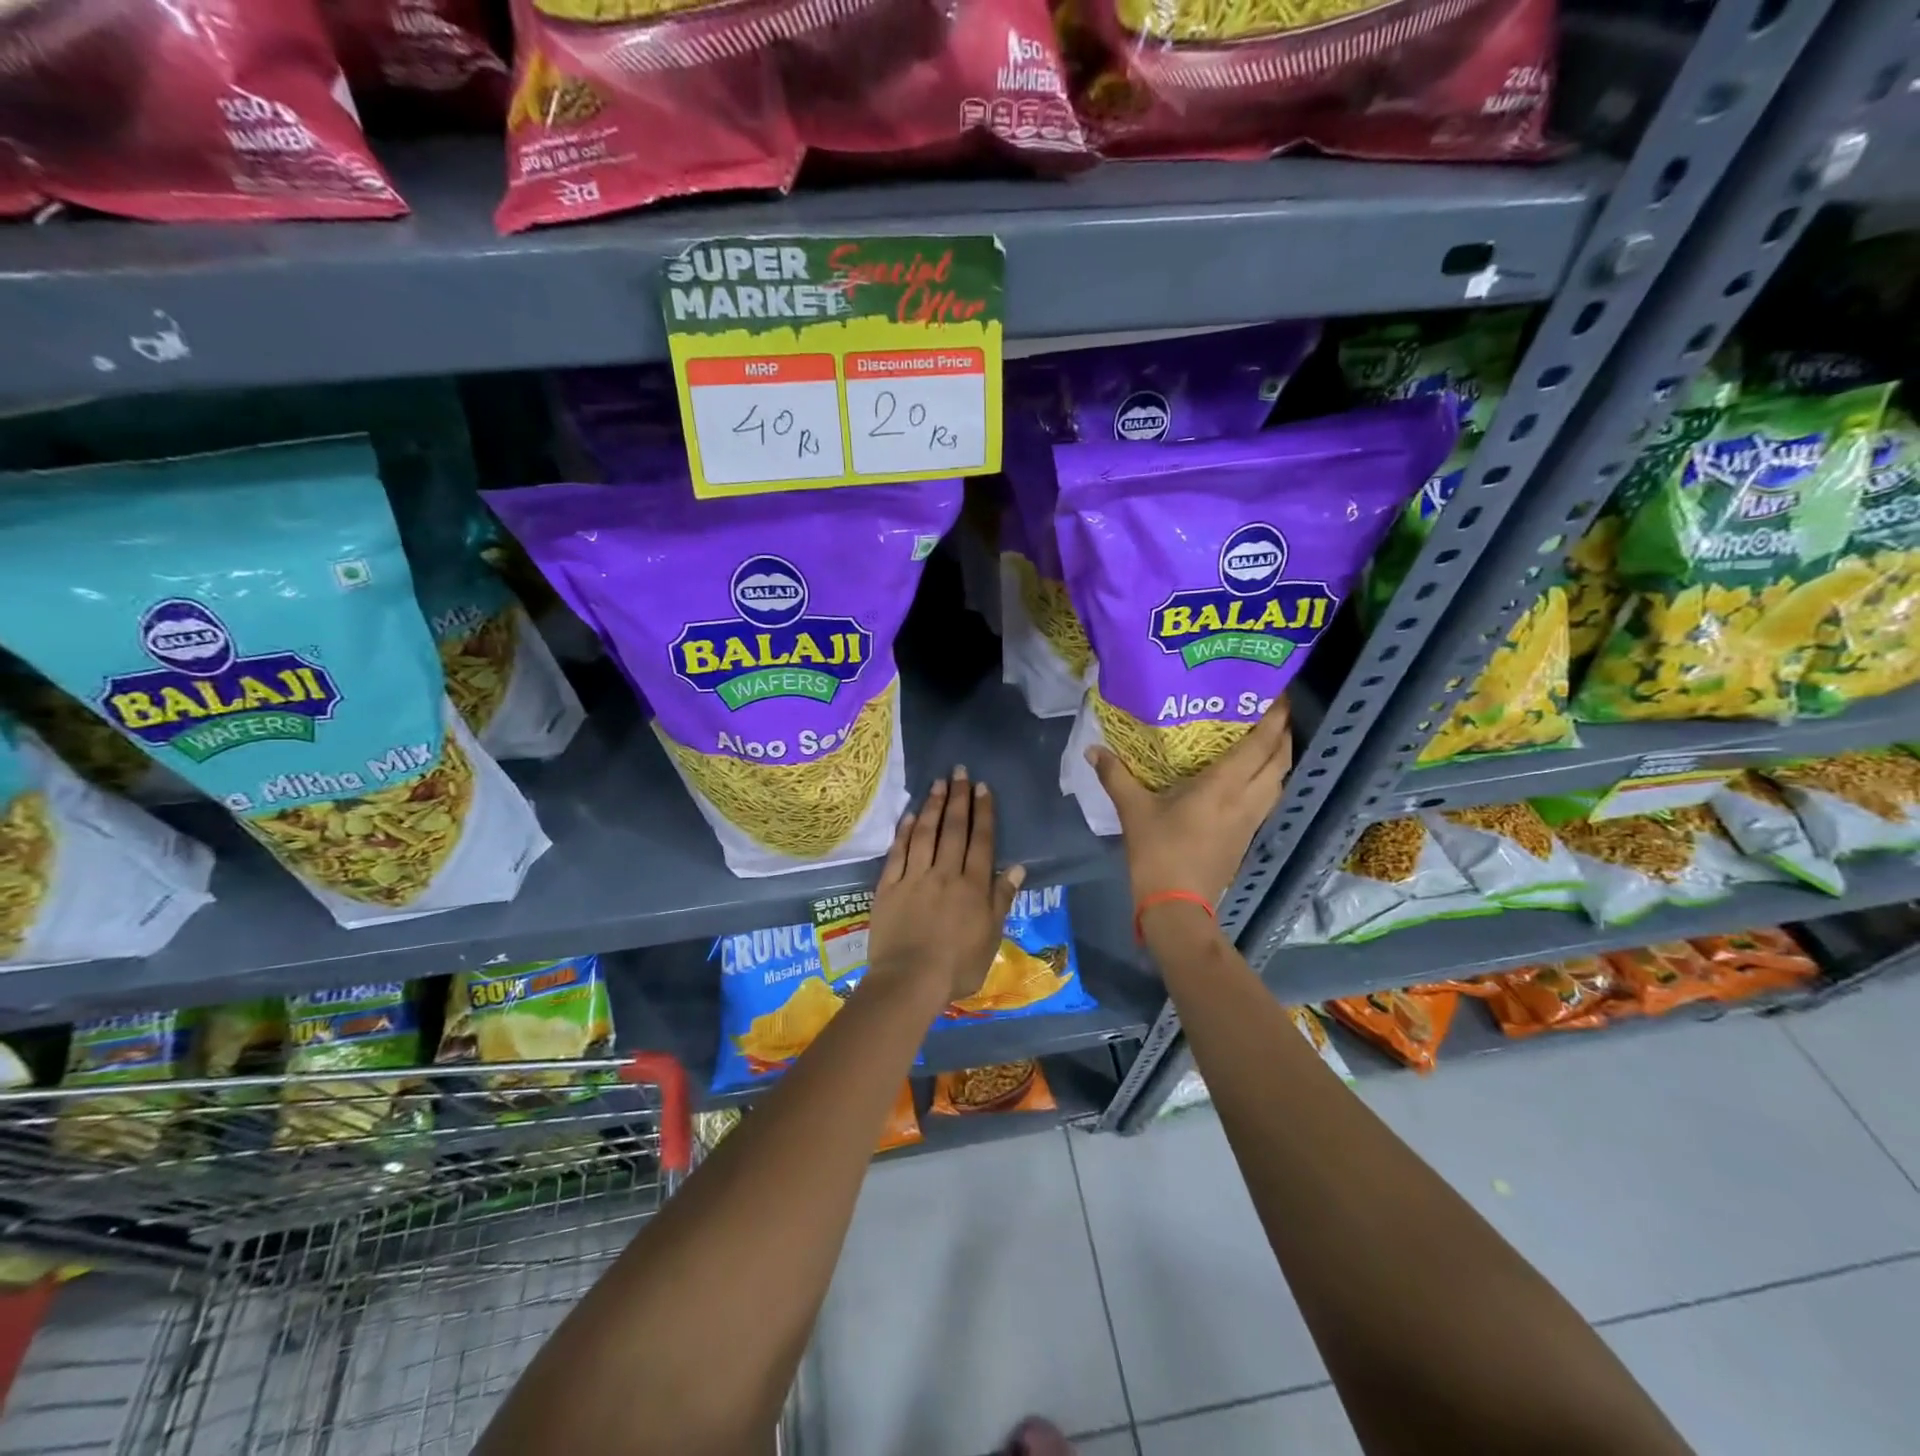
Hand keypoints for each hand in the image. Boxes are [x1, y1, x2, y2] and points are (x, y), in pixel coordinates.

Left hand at [869, 767, 1025, 1007]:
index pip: (980, 841)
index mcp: (973, 886)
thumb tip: (1019, 867)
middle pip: (953, 829)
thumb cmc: (957, 966)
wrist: (909, 981)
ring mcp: (914, 878)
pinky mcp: (888, 887)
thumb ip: (1002, 899)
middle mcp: (945, 874)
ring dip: (932, 806)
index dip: (982, 812)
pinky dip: (904, 832)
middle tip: (959, 771)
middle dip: (958, 798)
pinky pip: (898, 853)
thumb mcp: (991, 937)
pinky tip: (908, 815)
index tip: (982, 787)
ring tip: (937, 783)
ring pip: (925, 834)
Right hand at [1088, 696, 1292, 907]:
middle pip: (1280, 760)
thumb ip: (1115, 775)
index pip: (1260, 745)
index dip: (1274, 718)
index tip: (1277, 693)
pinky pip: (1269, 798)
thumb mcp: (1133, 810)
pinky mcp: (1248, 837)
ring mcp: (1251, 820)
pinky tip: (1253, 776)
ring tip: (1267, 738)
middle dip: (1283, 733)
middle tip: (1272, 710)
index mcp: (1223, 787)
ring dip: (1280, 757)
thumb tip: (1093, 749)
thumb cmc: (1157, 853)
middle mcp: (1246, 799)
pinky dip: (1270, 779)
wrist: (1177, 905)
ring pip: (1280, 781)